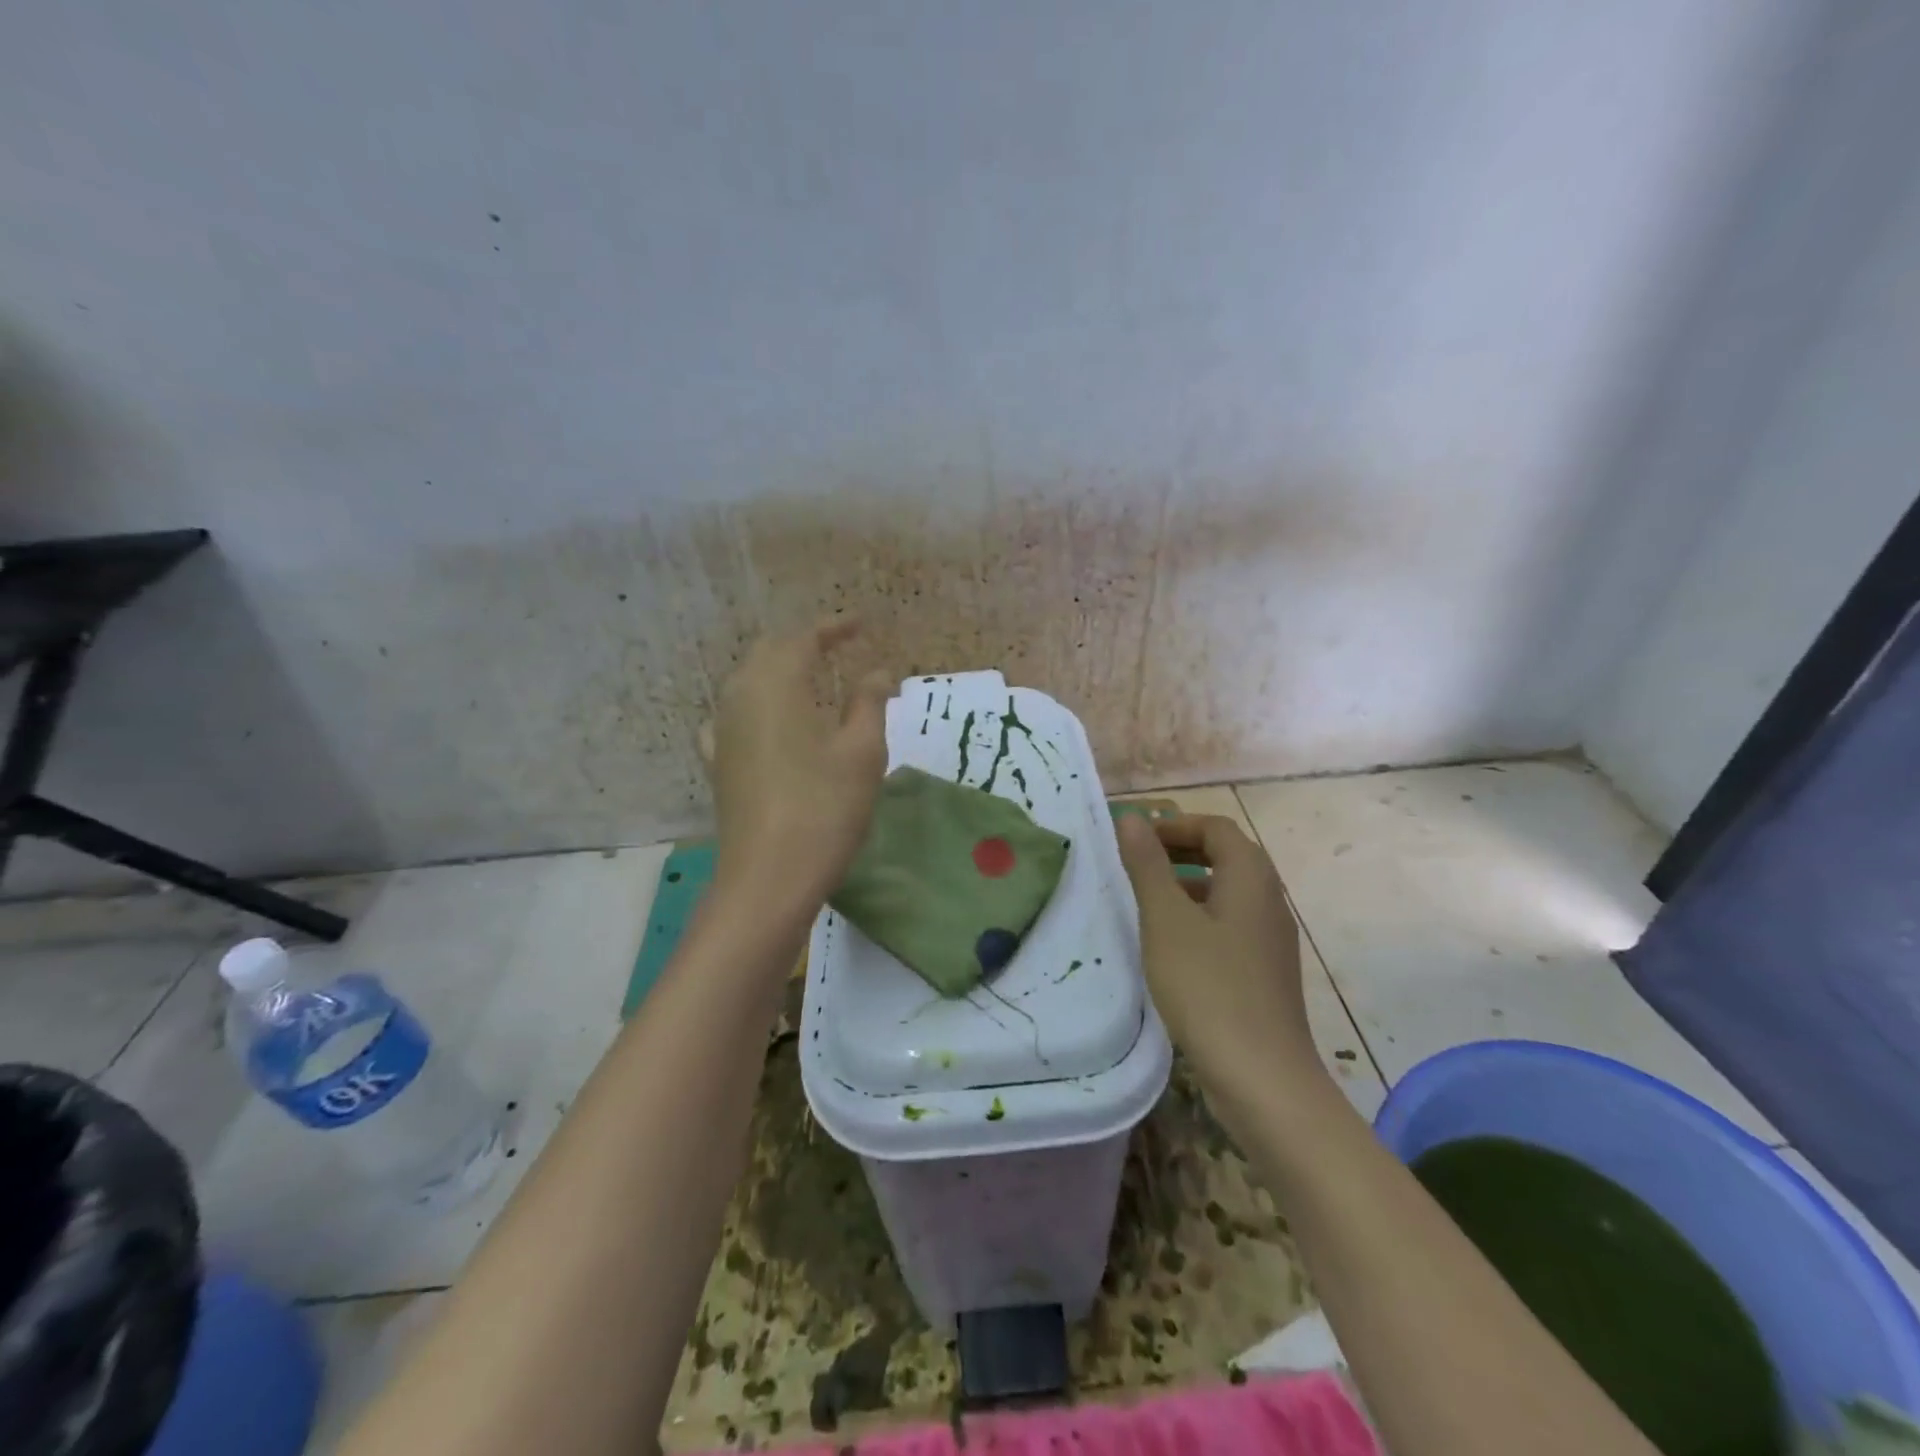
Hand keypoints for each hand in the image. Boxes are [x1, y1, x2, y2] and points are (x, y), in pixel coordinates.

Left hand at [707, 618, 891, 904]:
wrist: (768, 877)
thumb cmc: (825, 808)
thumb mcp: (862, 751)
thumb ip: (869, 701)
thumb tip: (877, 671)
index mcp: (776, 684)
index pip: (803, 638)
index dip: (834, 627)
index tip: (863, 624)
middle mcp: (740, 696)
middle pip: (770, 653)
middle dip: (805, 644)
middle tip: (840, 647)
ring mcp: (722, 730)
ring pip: (748, 681)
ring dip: (780, 671)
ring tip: (811, 679)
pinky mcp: (718, 762)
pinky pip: (734, 715)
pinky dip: (757, 704)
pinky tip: (766, 720)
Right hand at [1116, 813, 1317, 1083]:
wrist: (1262, 1077)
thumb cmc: (1208, 986)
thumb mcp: (1166, 920)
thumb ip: (1148, 865)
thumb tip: (1132, 817)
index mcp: (1251, 876)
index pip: (1216, 827)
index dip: (1175, 824)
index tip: (1135, 837)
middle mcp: (1269, 899)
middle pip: (1227, 855)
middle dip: (1181, 850)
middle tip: (1136, 862)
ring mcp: (1272, 938)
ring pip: (1228, 892)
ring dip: (1188, 885)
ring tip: (1146, 901)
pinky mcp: (1265, 972)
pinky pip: (1230, 925)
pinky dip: (1199, 918)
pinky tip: (1170, 946)